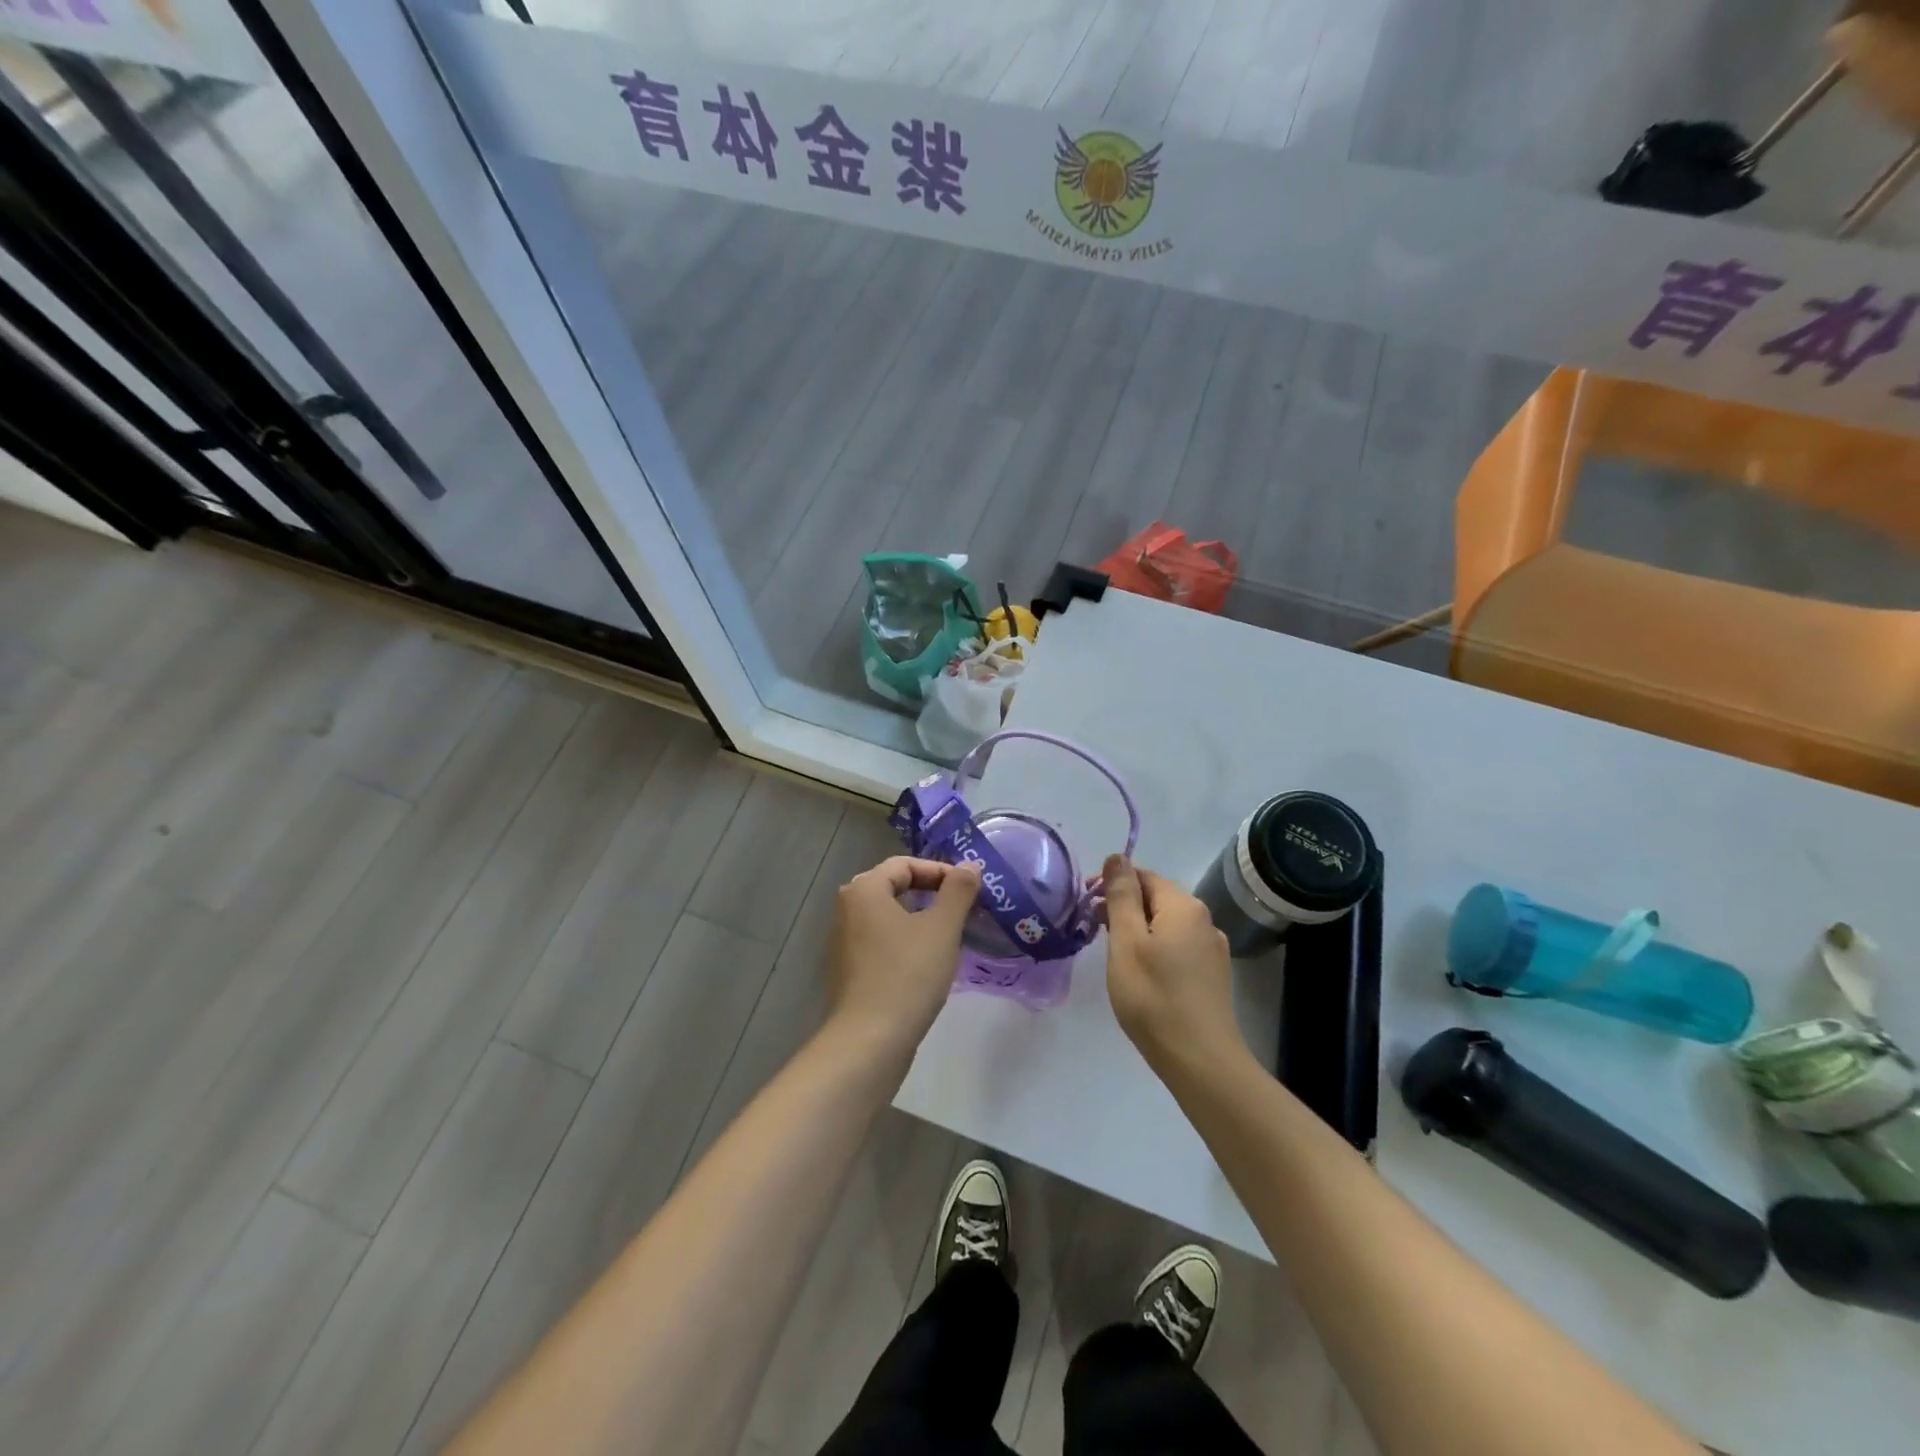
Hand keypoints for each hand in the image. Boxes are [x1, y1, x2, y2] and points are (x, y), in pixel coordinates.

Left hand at [826, 856, 980, 1058]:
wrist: (869, 1041)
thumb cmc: (907, 975)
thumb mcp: (942, 928)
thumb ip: (958, 891)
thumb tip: (969, 866)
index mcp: (864, 890)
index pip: (905, 864)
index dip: (940, 871)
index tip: (969, 889)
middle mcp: (847, 909)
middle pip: (894, 886)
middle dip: (931, 893)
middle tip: (963, 908)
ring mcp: (844, 942)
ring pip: (888, 916)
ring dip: (920, 918)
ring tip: (950, 935)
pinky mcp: (849, 970)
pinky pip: (881, 941)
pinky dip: (906, 941)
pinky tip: (927, 963)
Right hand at [1101, 855, 1248, 1076]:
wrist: (1201, 1061)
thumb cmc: (1154, 997)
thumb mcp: (1126, 942)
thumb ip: (1121, 896)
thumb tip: (1117, 857)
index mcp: (1183, 906)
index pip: (1143, 876)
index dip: (1111, 884)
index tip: (1085, 906)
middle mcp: (1204, 920)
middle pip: (1156, 898)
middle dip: (1123, 906)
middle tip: (1093, 929)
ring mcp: (1212, 949)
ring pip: (1166, 924)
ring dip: (1138, 929)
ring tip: (1113, 953)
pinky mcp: (1212, 975)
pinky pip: (1178, 947)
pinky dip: (1155, 948)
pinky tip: (1142, 974)